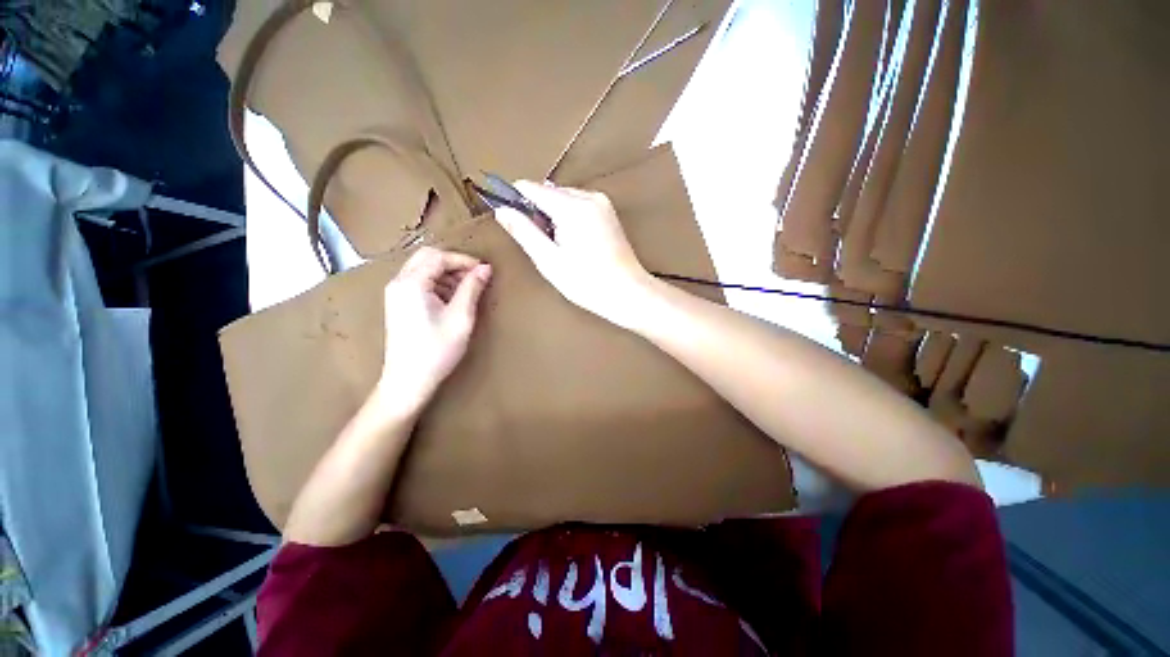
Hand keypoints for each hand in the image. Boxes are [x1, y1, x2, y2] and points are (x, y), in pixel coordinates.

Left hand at [376, 247, 491, 414]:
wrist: (408, 380)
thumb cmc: (437, 350)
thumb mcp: (460, 317)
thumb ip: (472, 288)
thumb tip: (485, 268)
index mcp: (411, 283)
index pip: (439, 257)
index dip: (464, 260)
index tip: (484, 270)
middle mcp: (398, 282)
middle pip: (427, 257)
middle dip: (454, 263)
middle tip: (475, 276)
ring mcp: (395, 293)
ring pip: (423, 269)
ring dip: (446, 273)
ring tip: (467, 290)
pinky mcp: (398, 304)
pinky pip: (419, 282)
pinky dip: (437, 284)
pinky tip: (452, 300)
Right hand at [493, 180, 652, 327]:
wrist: (628, 293)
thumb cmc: (587, 282)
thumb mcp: (549, 261)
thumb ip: (524, 232)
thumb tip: (502, 210)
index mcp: (573, 207)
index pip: (532, 188)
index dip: (515, 200)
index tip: (509, 219)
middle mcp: (589, 196)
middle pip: (549, 192)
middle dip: (538, 212)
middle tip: (541, 244)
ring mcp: (602, 203)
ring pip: (564, 199)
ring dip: (553, 217)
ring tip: (559, 247)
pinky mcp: (608, 212)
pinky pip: (579, 206)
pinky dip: (568, 219)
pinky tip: (573, 243)